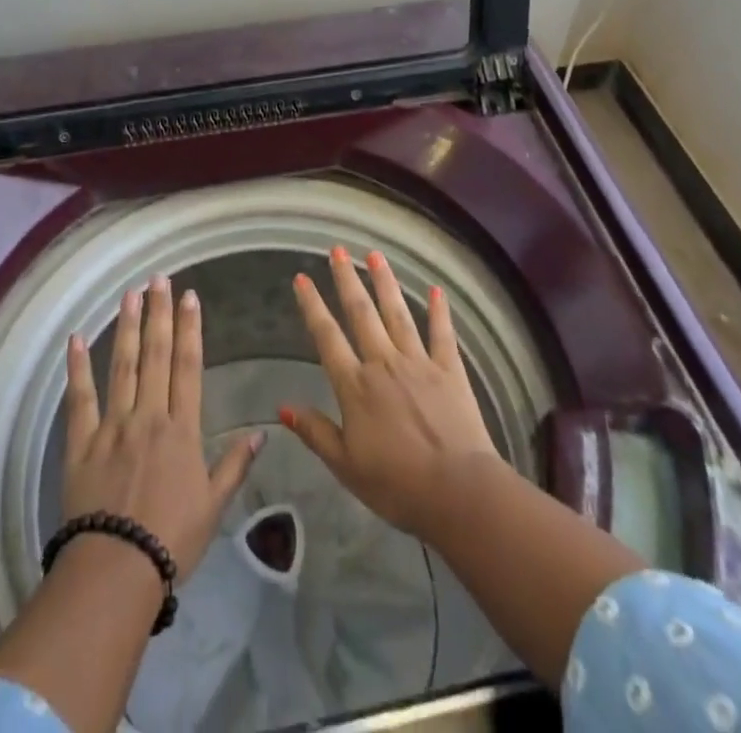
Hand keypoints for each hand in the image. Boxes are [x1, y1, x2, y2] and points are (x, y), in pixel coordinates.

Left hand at [62, 276, 260, 580]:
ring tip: (130, 294)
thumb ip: (235, 465)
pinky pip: (80, 399)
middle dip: (159, 313)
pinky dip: (78, 368)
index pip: (187, 366)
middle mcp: (148, 416)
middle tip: (159, 278)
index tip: (190, 297)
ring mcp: (112, 425)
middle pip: (154, 355)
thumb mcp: (213, 505)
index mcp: (181, 428)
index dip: (189, 329)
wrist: (116, 570)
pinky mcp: (81, 443)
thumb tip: (262, 432)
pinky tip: (76, 339)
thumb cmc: (171, 540)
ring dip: (126, 327)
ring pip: (122, 366)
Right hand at [280, 248, 500, 536]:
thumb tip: (282, 407)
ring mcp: (419, 362)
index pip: (327, 337)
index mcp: (355, 386)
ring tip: (375, 255)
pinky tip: (437, 290)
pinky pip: (442, 334)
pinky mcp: (450, 370)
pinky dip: (439, 311)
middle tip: (338, 250)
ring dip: (385, 283)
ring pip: (397, 314)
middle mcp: (384, 363)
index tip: (302, 278)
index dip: (313, 306)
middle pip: (361, 313)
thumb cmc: (397, 485)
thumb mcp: (346, 466)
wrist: (458, 491)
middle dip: (347, 279)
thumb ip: (316, 432)